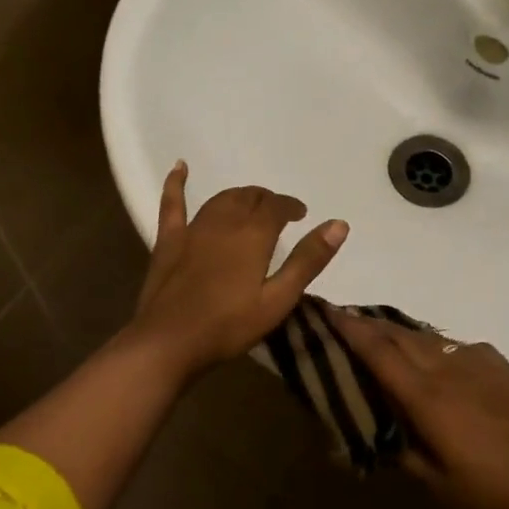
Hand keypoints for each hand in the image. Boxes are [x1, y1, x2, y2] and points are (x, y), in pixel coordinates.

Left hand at [127, 162, 347, 378]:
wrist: (169, 341)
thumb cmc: (230, 325)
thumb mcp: (278, 299)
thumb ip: (308, 260)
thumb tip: (339, 224)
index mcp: (254, 234)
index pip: (277, 207)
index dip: (291, 206)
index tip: (300, 214)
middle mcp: (225, 221)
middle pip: (250, 198)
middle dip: (266, 200)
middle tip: (277, 213)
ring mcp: (194, 228)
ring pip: (221, 199)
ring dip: (239, 196)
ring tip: (249, 203)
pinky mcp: (169, 240)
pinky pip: (173, 203)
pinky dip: (176, 183)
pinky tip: (180, 167)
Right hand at [337, 312, 508, 508]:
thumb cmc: (493, 494)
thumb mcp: (436, 483)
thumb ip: (402, 450)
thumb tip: (379, 431)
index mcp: (425, 396)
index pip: (377, 350)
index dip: (348, 327)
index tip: (326, 308)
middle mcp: (446, 367)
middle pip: (398, 334)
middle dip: (368, 324)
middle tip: (345, 321)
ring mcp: (476, 360)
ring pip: (426, 337)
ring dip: (399, 334)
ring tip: (384, 338)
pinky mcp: (499, 364)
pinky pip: (455, 346)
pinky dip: (434, 347)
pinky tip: (437, 362)